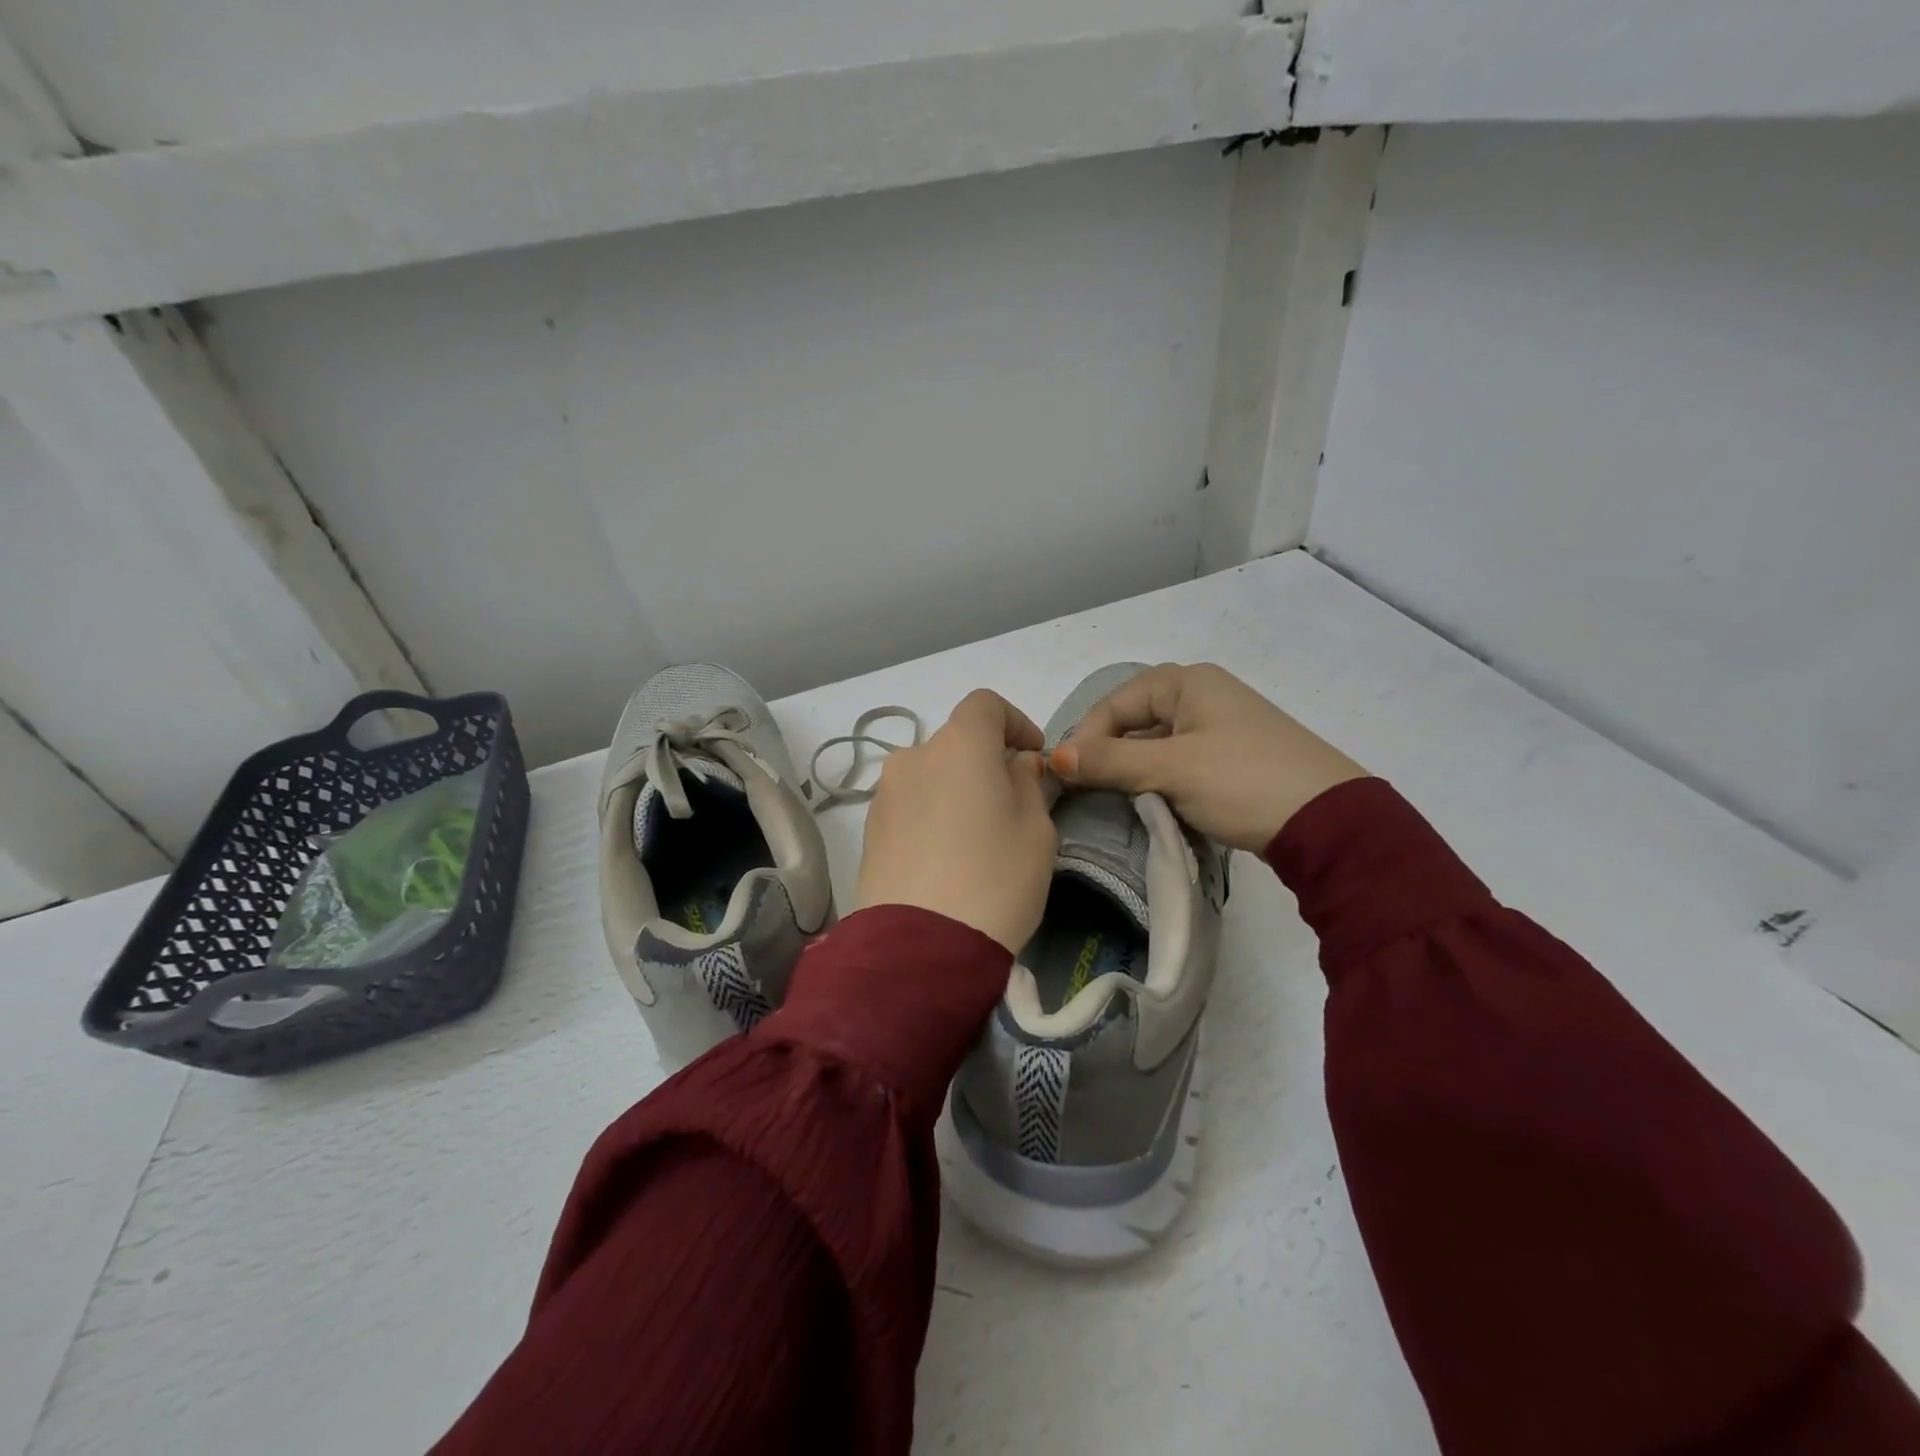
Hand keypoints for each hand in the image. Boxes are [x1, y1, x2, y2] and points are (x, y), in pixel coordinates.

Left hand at [856, 689, 1057, 953]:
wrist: (920, 946)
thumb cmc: (995, 879)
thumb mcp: (1035, 831)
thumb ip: (1028, 784)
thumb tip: (1016, 765)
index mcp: (959, 745)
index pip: (985, 705)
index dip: (1014, 721)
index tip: (1032, 755)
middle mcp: (914, 757)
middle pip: (956, 743)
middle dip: (986, 762)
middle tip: (1010, 804)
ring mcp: (885, 794)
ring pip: (930, 775)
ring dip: (955, 789)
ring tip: (976, 837)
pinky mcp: (869, 831)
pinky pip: (910, 806)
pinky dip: (931, 814)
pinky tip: (946, 857)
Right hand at [1049, 663, 1366, 851]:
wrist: (1330, 823)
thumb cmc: (1242, 781)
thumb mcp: (1171, 769)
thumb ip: (1110, 761)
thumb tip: (1053, 757)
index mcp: (1188, 682)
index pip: (1116, 703)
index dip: (1086, 737)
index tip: (1067, 775)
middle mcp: (1204, 695)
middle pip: (1136, 720)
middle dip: (1109, 754)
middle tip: (1087, 789)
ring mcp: (1222, 727)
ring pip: (1158, 744)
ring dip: (1134, 771)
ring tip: (1117, 801)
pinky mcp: (1234, 759)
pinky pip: (1181, 762)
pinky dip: (1162, 781)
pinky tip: (1155, 805)